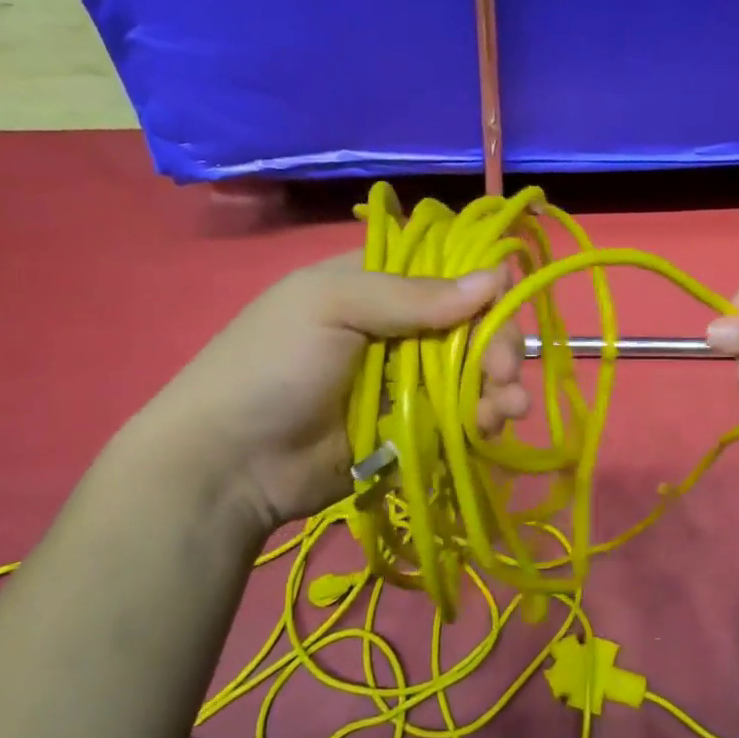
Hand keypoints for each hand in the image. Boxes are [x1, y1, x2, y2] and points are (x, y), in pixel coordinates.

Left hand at [126, 254, 528, 534]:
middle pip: (469, 326)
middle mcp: (395, 329)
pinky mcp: (411, 428)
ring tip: (508, 407)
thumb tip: (496, 276)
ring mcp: (404, 382)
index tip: (502, 310)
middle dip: (496, 346)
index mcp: (374, 285)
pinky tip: (494, 425)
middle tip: (505, 373)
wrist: (229, 464)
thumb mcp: (331, 308)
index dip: (481, 288)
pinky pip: (459, 417)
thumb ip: (412, 295)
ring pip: (471, 373)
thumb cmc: (273, 366)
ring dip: (498, 386)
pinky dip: (483, 419)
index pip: (446, 273)